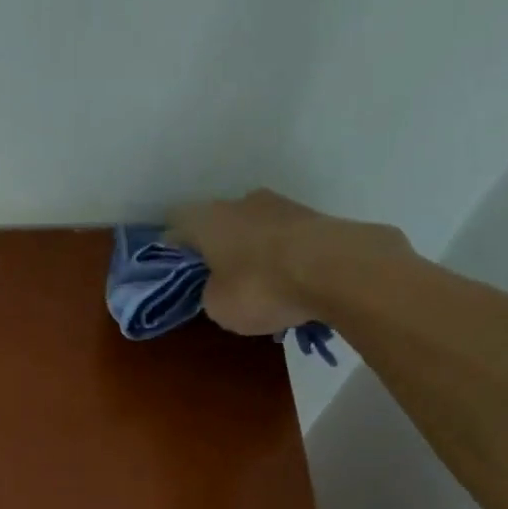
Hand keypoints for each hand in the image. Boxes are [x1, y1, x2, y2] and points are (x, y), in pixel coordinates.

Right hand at [167, 189, 411, 334]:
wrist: (335, 269)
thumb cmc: (259, 287)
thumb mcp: (217, 306)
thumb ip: (210, 292)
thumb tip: (219, 285)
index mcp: (206, 219)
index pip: (176, 224)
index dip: (173, 248)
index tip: (175, 270)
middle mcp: (241, 202)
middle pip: (218, 223)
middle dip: (217, 248)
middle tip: (217, 279)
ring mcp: (281, 206)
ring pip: (254, 229)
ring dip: (252, 252)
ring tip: (259, 285)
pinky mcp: (314, 218)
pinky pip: (285, 240)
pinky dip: (282, 258)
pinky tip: (288, 284)